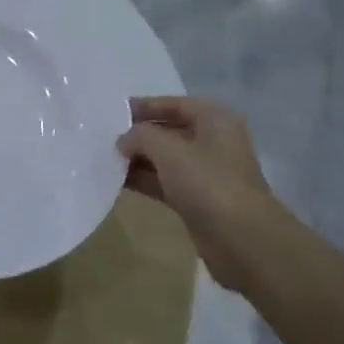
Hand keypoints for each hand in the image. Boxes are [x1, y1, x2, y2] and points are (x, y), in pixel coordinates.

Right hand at [119, 97, 274, 288]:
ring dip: (136, 159)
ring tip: (102, 159)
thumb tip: (123, 141)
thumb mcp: (168, 150)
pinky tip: (116, 181)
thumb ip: (140, 136)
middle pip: (166, 130)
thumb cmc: (208, 183)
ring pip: (163, 158)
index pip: (170, 104)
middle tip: (100, 138)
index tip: (108, 115)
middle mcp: (212, 140)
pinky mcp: (197, 198)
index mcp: (214, 118)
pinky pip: (163, 181)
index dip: (140, 107)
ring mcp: (205, 171)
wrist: (242, 239)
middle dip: (136, 135)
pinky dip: (143, 179)